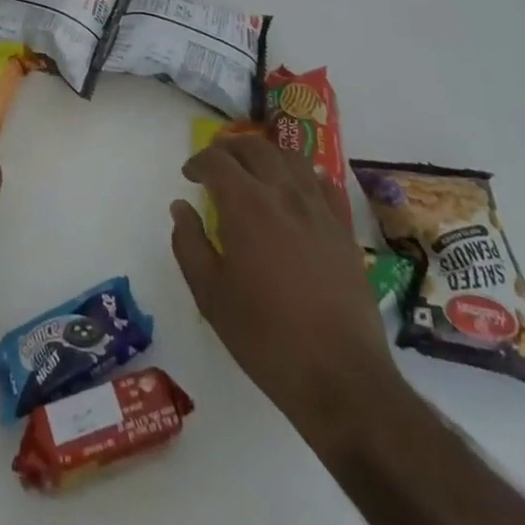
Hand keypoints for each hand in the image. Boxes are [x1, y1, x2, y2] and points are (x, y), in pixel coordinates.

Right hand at [171, 134, 404, 453]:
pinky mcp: (343, 228)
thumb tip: (181, 207)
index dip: (198, 161)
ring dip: (265, 154)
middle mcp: (282, 192)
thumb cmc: (266, 337)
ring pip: (289, 156)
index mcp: (245, 204)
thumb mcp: (210, 295)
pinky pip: (322, 182)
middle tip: (216, 166)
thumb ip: (189, 244)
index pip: (216, 160)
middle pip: (253, 147)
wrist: (341, 377)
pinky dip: (302, 174)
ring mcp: (317, 208)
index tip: (189, 176)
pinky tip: (295, 191)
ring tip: (253, 171)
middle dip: (229, 149)